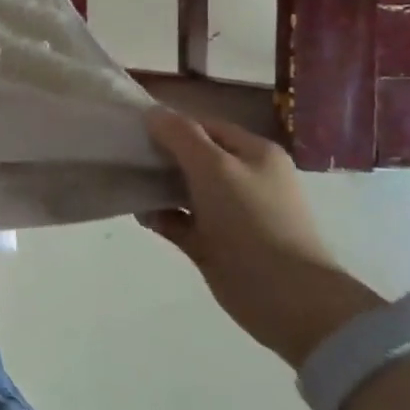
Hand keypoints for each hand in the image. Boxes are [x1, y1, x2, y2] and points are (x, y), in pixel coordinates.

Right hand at [141, 108, 383, 366]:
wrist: (286, 297)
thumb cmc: (251, 221)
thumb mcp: (214, 168)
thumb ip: (180, 136)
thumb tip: (152, 112)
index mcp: (254, 154)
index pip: (205, 126)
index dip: (171, 124)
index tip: (134, 129)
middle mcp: (244, 179)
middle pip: (193, 157)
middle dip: (160, 155)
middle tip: (124, 154)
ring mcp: (231, 213)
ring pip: (184, 190)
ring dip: (156, 187)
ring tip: (126, 183)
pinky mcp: (216, 243)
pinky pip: (180, 221)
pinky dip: (160, 216)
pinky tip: (140, 215)